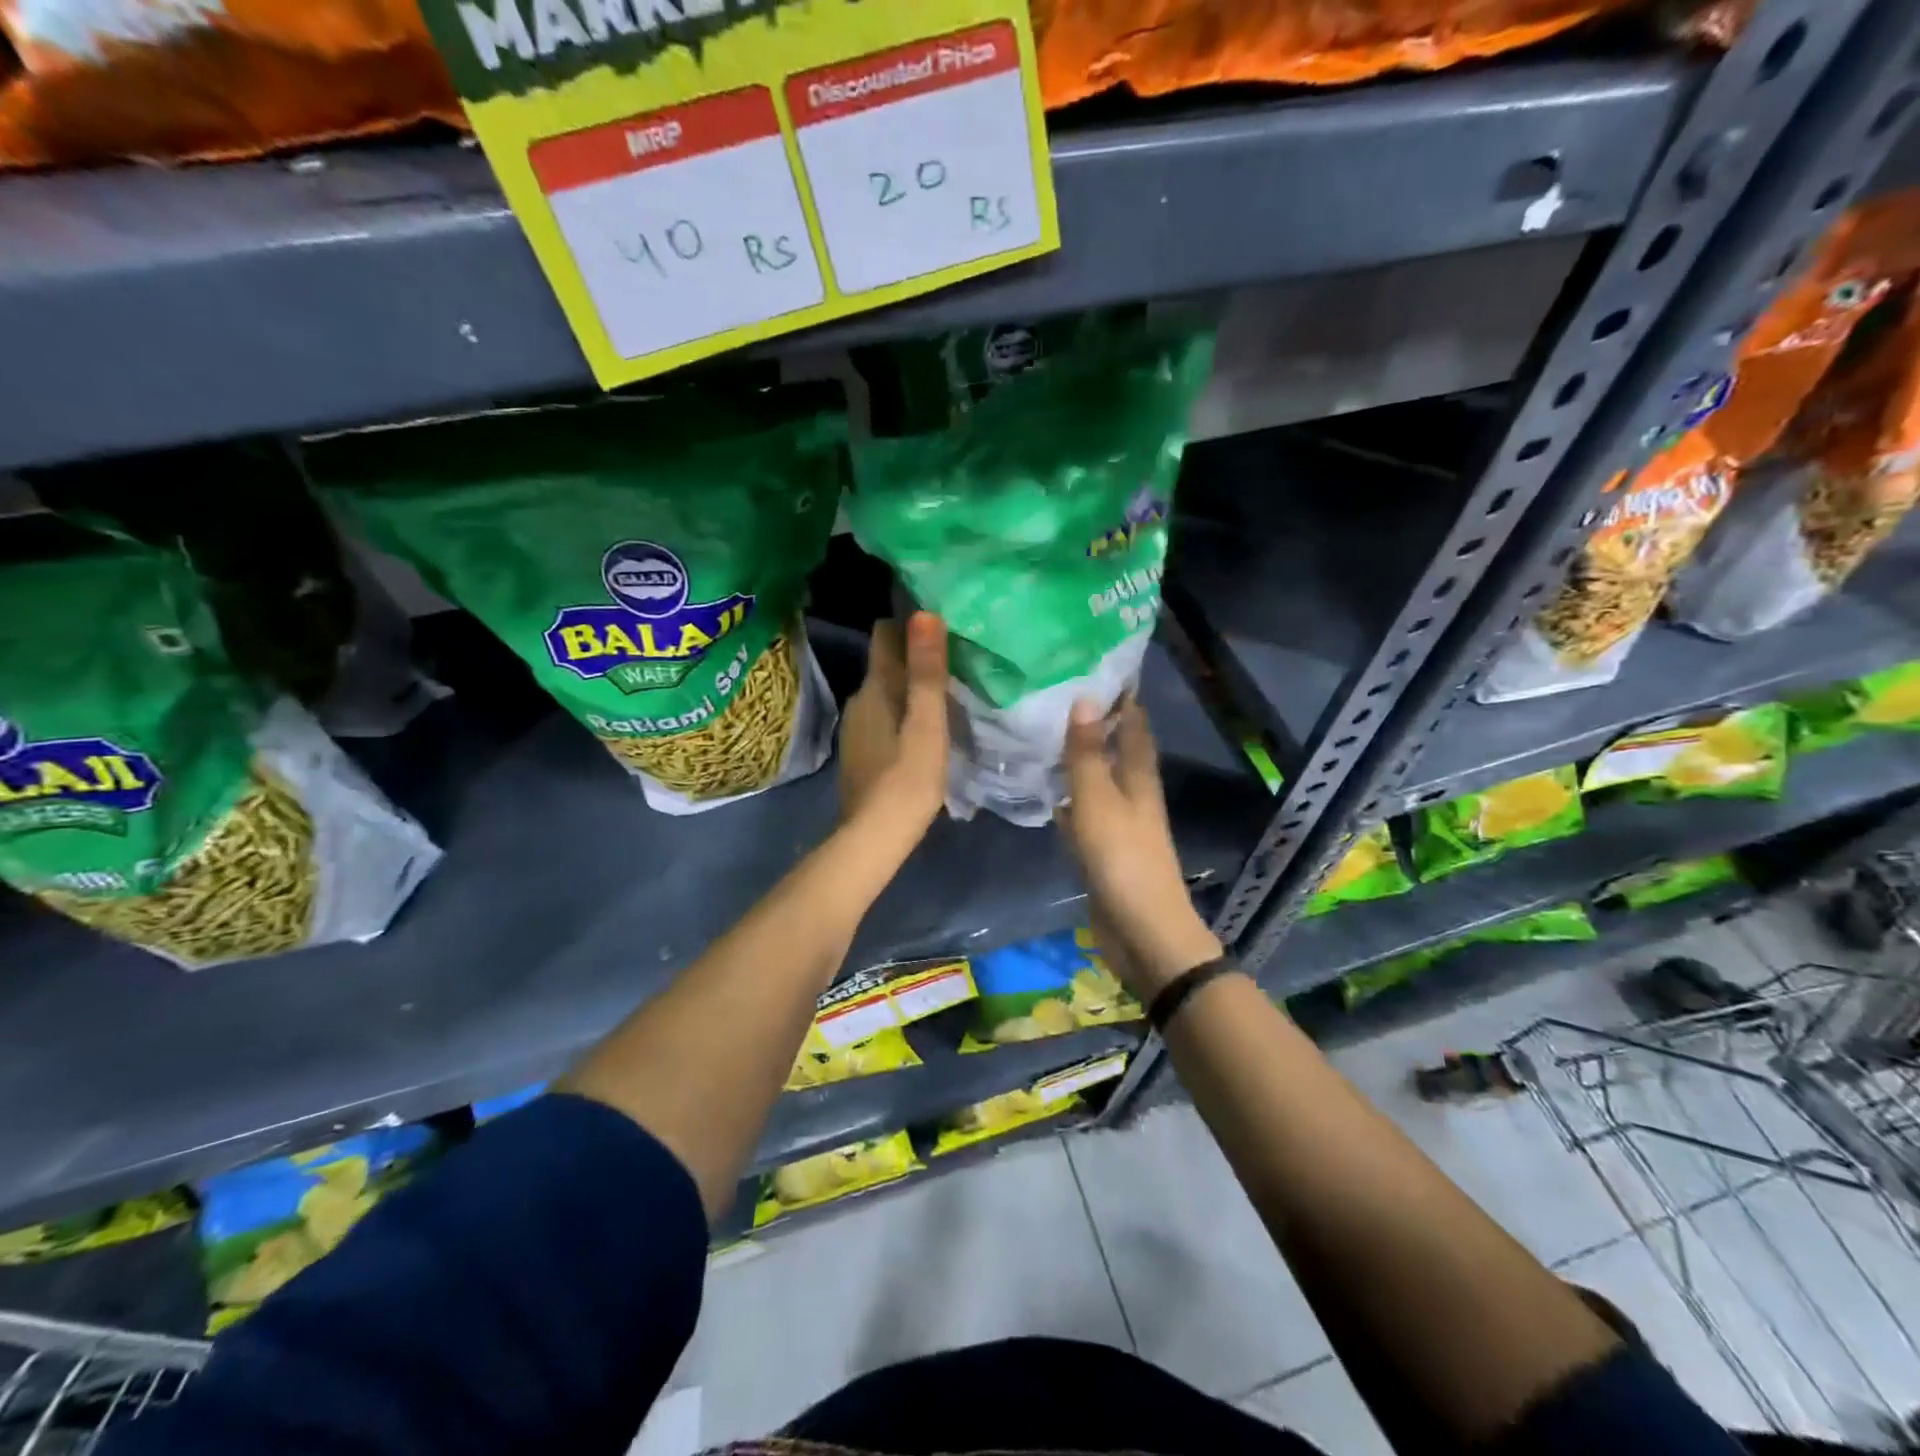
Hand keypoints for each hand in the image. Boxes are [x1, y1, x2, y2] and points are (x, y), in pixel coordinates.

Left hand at [839, 613, 949, 844]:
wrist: (873, 837)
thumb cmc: (908, 778)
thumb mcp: (928, 723)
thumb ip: (927, 671)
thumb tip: (924, 613)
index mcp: (875, 687)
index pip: (885, 635)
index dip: (910, 624)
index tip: (941, 621)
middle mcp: (859, 700)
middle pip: (886, 664)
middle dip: (914, 658)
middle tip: (953, 659)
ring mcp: (855, 728)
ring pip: (884, 694)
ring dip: (908, 690)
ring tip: (943, 695)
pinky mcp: (859, 753)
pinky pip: (882, 719)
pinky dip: (901, 716)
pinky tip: (921, 732)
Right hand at [1062, 696, 1221, 997]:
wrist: (1141, 930)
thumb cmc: (1122, 858)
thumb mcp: (1099, 800)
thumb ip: (1087, 753)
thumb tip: (1085, 697)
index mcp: (1139, 776)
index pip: (1133, 723)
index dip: (1120, 696)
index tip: (1095, 666)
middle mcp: (1133, 793)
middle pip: (1116, 748)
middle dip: (1095, 722)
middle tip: (1059, 694)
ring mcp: (1119, 822)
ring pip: (1098, 779)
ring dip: (1080, 759)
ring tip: (1047, 733)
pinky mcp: (1104, 848)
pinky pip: (1085, 811)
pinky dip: (1070, 797)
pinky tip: (1048, 793)